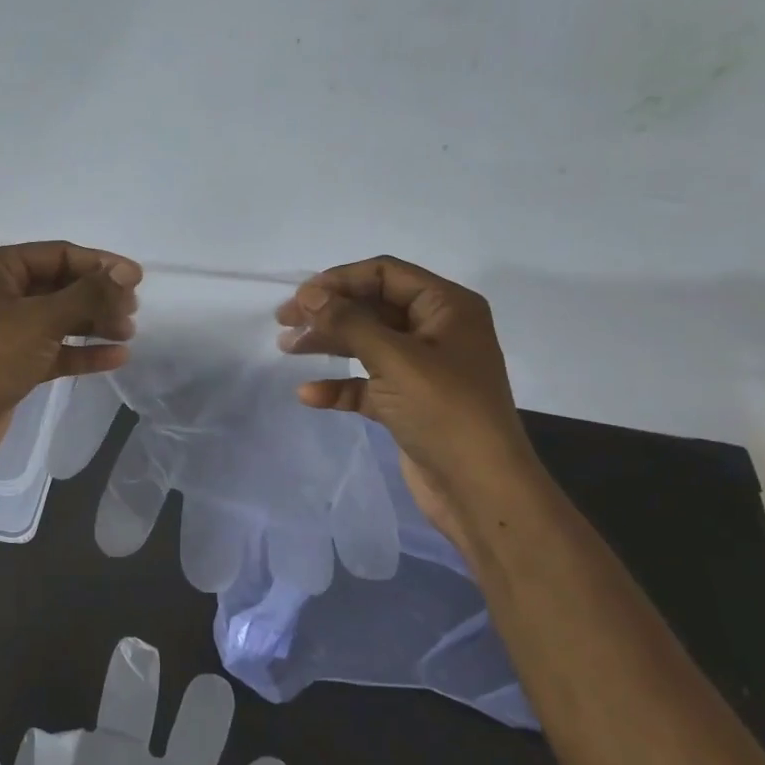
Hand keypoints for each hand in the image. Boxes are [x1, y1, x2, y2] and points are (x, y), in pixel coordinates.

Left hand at [0, 240, 141, 464]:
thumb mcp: (43, 317)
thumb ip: (88, 293)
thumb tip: (126, 273)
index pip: (58, 255)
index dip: (99, 264)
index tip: (137, 278)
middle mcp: (1, 293)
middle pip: (61, 286)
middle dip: (98, 296)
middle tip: (132, 309)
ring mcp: (8, 330)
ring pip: (60, 319)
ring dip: (95, 323)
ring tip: (128, 332)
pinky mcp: (16, 362)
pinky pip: (56, 349)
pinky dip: (83, 351)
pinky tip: (117, 356)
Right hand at [275, 256, 539, 536]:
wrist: (480, 490)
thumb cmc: (444, 412)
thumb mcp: (395, 359)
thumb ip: (348, 322)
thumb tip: (308, 293)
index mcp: (447, 307)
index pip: (386, 274)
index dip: (340, 280)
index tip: (300, 298)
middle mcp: (437, 331)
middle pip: (372, 307)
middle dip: (328, 313)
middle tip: (284, 323)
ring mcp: (422, 369)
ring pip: (366, 344)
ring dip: (328, 344)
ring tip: (286, 349)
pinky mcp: (408, 403)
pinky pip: (367, 383)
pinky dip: (339, 385)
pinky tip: (310, 395)